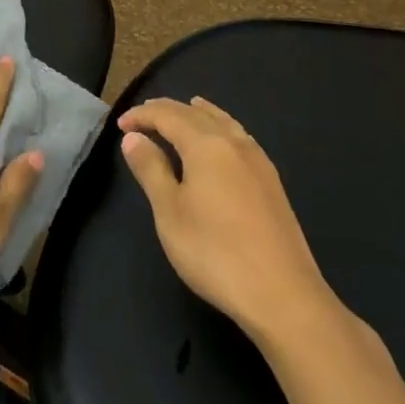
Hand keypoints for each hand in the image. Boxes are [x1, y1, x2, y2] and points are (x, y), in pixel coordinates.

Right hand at [119, 96, 335, 344]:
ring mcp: (257, 160)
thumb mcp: (170, 212)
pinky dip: (221, 125)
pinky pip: (239, 136)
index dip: (142, 116)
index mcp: (205, 144)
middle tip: (143, 116)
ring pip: (222, 121)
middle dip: (167, 110)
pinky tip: (222, 140)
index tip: (120, 125)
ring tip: (186, 108)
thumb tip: (134, 137)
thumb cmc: (215, 253)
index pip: (167, 116)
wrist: (283, 296)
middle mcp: (233, 142)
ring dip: (198, 113)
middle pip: (195, 113)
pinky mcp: (271, 181)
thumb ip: (151, 169)